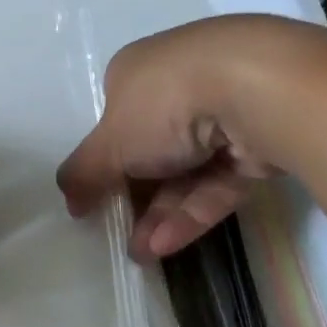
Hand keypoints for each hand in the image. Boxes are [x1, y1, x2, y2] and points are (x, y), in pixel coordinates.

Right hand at [56, 17, 290, 261]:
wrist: (258, 90)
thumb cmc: (164, 103)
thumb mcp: (109, 142)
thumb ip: (83, 173)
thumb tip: (68, 199)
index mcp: (138, 72)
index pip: (116, 116)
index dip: (105, 158)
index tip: (95, 197)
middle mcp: (180, 85)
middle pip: (151, 147)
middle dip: (134, 195)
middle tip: (118, 234)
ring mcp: (224, 112)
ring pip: (186, 169)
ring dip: (160, 212)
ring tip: (140, 255)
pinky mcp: (258, 143)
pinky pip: (218, 181)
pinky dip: (192, 211)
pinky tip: (165, 245)